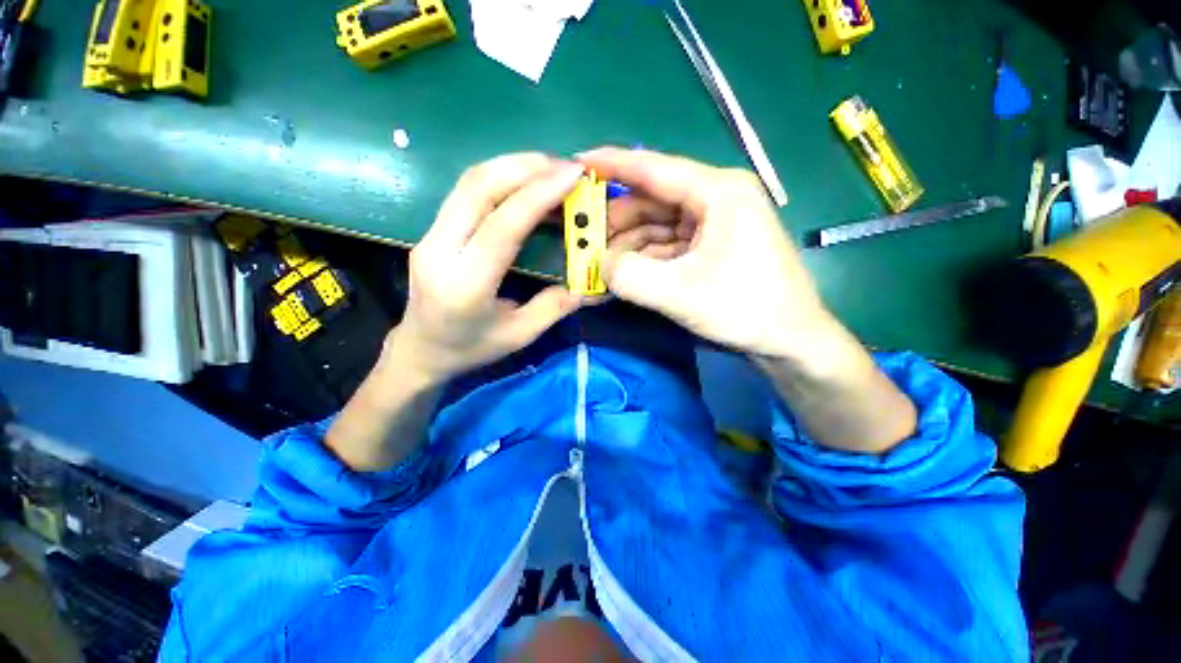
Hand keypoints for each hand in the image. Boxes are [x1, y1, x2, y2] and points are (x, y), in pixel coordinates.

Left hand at [387, 153, 584, 383]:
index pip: (502, 226)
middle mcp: (440, 251)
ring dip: (512, 166)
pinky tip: (525, 181)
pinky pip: (466, 191)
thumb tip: (589, 283)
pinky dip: (499, 176)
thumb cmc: (470, 348)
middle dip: (525, 167)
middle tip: (565, 166)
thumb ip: (555, 306)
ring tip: (549, 168)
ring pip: (468, 182)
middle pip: (477, 188)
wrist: (420, 349)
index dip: (539, 194)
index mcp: (465, 284)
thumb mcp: (520, 335)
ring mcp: (429, 235)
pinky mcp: (431, 229)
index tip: (573, 175)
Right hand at [579, 148, 834, 359]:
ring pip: (659, 225)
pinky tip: (625, 272)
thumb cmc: (744, 308)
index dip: (612, 164)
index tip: (578, 161)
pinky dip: (646, 257)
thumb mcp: (679, 294)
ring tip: (599, 262)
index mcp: (718, 192)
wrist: (791, 340)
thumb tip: (599, 263)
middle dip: (617, 220)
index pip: (655, 169)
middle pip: (653, 200)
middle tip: (583, 237)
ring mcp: (716, 224)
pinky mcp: (713, 247)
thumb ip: (629, 276)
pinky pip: (670, 244)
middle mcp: (717, 199)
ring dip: (629, 243)